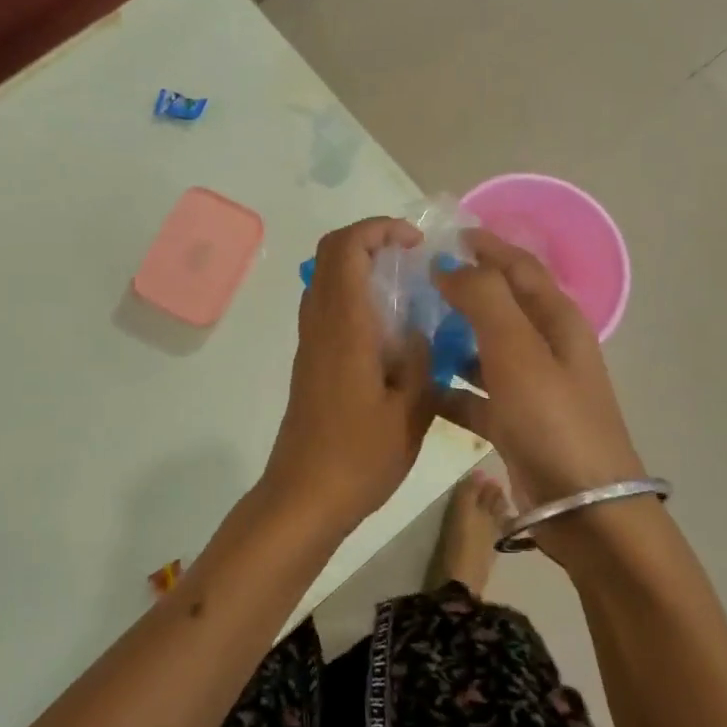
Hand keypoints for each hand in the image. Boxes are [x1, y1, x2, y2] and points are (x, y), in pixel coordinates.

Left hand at [260, 218, 437, 530]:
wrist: (304, 497)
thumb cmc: (359, 457)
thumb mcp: (410, 411)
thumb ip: (422, 361)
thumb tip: (422, 332)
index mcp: (344, 327)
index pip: (345, 249)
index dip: (377, 229)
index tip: (415, 243)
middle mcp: (320, 324)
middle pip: (330, 254)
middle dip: (370, 240)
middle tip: (411, 257)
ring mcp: (310, 343)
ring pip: (325, 279)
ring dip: (361, 267)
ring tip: (406, 288)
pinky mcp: (310, 362)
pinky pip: (328, 307)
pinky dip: (356, 295)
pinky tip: (390, 330)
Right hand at [432, 229, 645, 513]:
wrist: (584, 510)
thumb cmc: (553, 420)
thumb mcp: (518, 350)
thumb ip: (484, 298)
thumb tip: (452, 265)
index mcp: (557, 320)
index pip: (520, 267)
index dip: (487, 246)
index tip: (446, 234)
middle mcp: (546, 347)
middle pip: (501, 305)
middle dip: (463, 290)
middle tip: (415, 281)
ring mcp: (531, 387)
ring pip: (484, 349)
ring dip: (452, 337)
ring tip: (408, 329)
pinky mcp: (515, 423)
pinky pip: (476, 394)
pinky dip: (451, 387)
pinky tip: (419, 387)